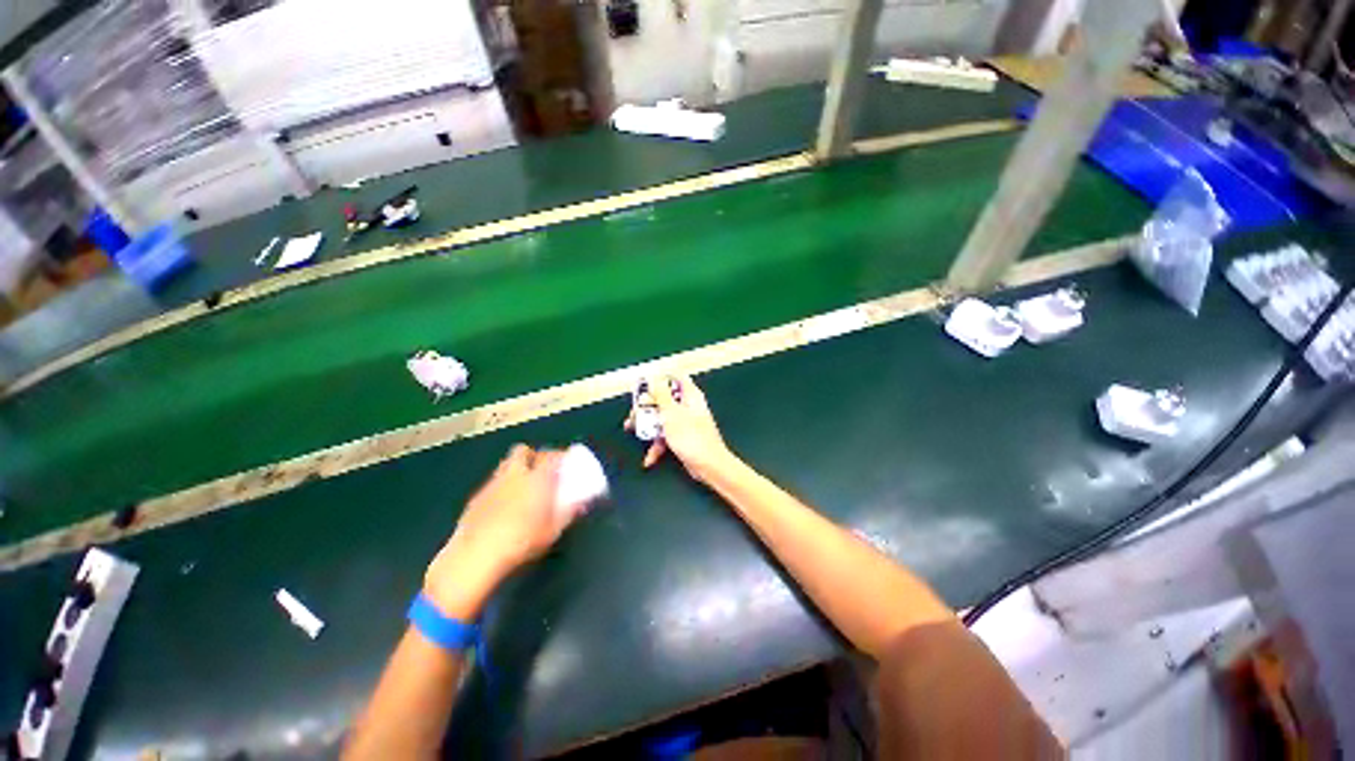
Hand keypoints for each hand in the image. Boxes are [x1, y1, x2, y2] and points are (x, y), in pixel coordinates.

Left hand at [424, 445, 575, 617]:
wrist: (475, 556)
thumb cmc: (521, 541)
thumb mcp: (553, 530)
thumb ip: (569, 512)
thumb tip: (581, 503)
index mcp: (536, 478)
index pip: (551, 456)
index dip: (560, 456)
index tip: (566, 463)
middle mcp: (514, 474)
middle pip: (523, 451)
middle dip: (533, 456)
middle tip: (542, 471)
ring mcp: (492, 484)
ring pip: (505, 465)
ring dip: (516, 470)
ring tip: (523, 488)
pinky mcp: (476, 498)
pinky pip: (493, 484)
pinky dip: (501, 488)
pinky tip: (503, 506)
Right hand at [625, 374, 734, 483]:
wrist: (709, 466)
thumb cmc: (691, 437)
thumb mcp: (671, 413)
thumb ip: (661, 395)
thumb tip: (655, 378)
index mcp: (690, 395)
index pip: (676, 377)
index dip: (660, 378)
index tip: (644, 385)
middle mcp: (688, 406)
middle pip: (664, 399)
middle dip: (647, 407)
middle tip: (633, 412)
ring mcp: (686, 422)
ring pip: (663, 418)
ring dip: (648, 426)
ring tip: (632, 431)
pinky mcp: (684, 438)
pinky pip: (667, 436)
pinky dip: (658, 445)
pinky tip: (650, 458)